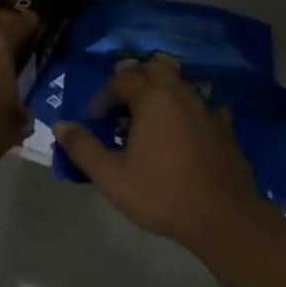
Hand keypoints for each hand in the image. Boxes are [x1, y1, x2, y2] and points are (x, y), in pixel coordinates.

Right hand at [54, 59, 280, 251]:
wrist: (223, 217)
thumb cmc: (162, 194)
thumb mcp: (111, 176)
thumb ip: (83, 148)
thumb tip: (61, 125)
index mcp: (153, 98)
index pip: (122, 80)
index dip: (103, 96)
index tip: (94, 120)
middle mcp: (182, 94)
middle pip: (154, 69)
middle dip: (133, 80)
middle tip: (119, 105)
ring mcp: (207, 109)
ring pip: (179, 85)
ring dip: (158, 93)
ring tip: (145, 120)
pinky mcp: (224, 128)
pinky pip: (200, 107)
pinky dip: (184, 111)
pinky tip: (181, 132)